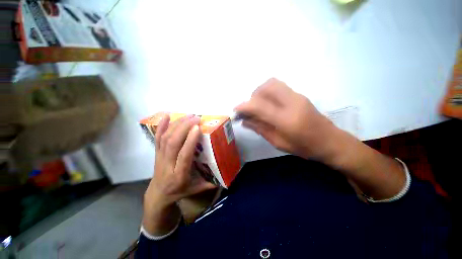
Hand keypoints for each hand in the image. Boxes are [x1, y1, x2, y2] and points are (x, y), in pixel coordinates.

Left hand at [143, 114, 215, 234]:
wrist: (159, 194)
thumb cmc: (180, 190)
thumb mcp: (197, 189)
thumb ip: (211, 183)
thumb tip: (226, 174)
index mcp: (179, 175)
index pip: (184, 155)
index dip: (190, 141)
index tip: (197, 128)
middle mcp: (168, 164)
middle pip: (173, 143)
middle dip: (184, 128)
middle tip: (196, 118)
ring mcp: (160, 157)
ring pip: (165, 138)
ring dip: (177, 124)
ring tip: (188, 116)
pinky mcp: (156, 153)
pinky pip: (157, 138)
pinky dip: (162, 126)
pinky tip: (167, 116)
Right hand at [234, 78, 337, 160]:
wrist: (330, 141)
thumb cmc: (304, 147)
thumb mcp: (278, 142)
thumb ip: (260, 129)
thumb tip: (244, 121)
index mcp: (286, 119)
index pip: (259, 106)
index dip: (244, 106)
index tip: (235, 111)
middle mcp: (292, 102)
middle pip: (265, 87)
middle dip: (252, 97)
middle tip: (250, 110)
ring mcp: (297, 96)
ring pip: (272, 83)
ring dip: (260, 93)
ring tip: (258, 107)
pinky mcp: (299, 95)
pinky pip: (278, 87)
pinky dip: (268, 93)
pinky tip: (268, 105)